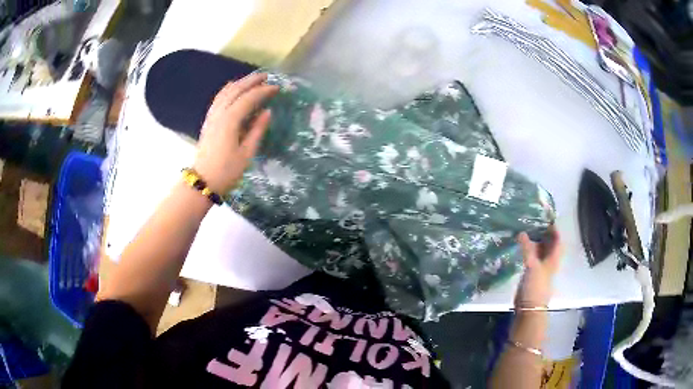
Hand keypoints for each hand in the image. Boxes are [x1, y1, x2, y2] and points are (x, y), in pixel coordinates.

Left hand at [193, 73, 278, 192]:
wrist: (202, 182)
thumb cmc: (227, 171)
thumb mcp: (246, 153)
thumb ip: (257, 130)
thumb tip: (267, 112)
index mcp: (230, 121)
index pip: (248, 99)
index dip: (263, 91)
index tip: (276, 88)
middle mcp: (219, 114)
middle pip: (235, 90)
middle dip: (251, 81)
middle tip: (266, 76)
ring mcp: (211, 117)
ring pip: (225, 92)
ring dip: (239, 83)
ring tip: (252, 79)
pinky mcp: (208, 122)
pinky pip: (218, 99)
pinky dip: (227, 90)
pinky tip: (232, 89)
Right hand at [514, 226, 561, 308]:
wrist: (529, 308)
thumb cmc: (535, 286)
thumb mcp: (532, 266)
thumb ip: (527, 249)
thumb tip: (521, 232)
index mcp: (553, 258)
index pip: (557, 240)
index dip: (554, 228)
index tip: (546, 217)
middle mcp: (549, 261)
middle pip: (549, 244)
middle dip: (544, 233)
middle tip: (533, 220)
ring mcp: (541, 268)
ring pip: (540, 251)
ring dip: (535, 241)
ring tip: (526, 229)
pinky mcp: (532, 274)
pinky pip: (532, 257)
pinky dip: (528, 250)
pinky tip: (521, 247)